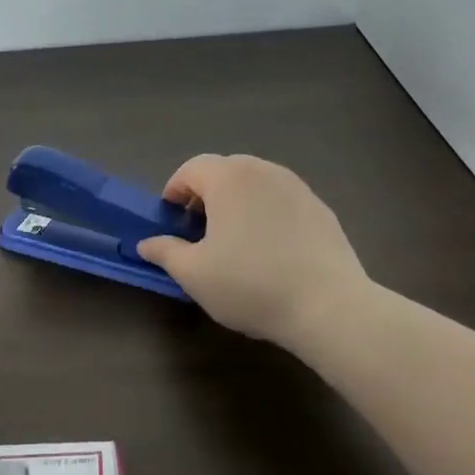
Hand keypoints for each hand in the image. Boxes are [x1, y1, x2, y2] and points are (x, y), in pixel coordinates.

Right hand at [137, 154, 367, 351]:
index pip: (191, 169)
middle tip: (199, 230)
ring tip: (234, 240)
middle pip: (224, 171)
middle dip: (205, 194)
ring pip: (255, 184)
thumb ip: (165, 252)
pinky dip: (266, 213)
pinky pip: (281, 200)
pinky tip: (269, 250)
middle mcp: (263, 171)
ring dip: (237, 202)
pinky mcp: (320, 208)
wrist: (328, 306)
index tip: (170, 220)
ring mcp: (297, 187)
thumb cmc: (250, 285)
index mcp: (228, 178)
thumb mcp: (194, 274)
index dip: (174, 191)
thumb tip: (146, 244)